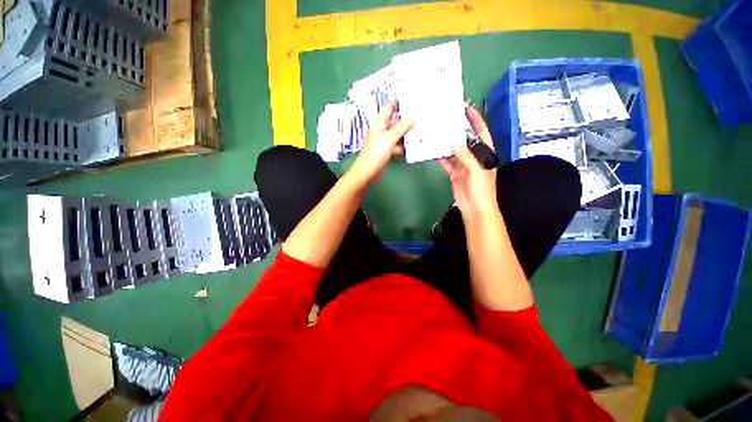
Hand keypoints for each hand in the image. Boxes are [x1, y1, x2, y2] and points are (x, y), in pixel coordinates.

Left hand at [349, 102, 414, 184]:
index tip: (413, 100)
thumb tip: (414, 116)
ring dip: (406, 133)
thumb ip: (402, 127)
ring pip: (397, 134)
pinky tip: (412, 145)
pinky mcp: (386, 150)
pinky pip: (396, 144)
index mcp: (380, 123)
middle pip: (395, 121)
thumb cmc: (377, 152)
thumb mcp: (390, 138)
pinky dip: (403, 145)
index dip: (399, 103)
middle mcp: (382, 129)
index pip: (389, 108)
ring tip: (421, 130)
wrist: (368, 171)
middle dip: (406, 119)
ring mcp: (384, 140)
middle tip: (421, 116)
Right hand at [439, 107, 498, 219]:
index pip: (481, 133)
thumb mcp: (477, 170)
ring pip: (454, 151)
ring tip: (437, 133)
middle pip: (465, 140)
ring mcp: (463, 165)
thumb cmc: (481, 188)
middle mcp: (474, 156)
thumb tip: (454, 141)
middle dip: (457, 130)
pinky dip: (440, 157)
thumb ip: (466, 155)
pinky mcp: (454, 172)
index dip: (476, 120)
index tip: (467, 108)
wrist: (474, 207)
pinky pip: (446, 162)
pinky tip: (433, 150)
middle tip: (446, 119)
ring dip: (446, 143)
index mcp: (485, 153)